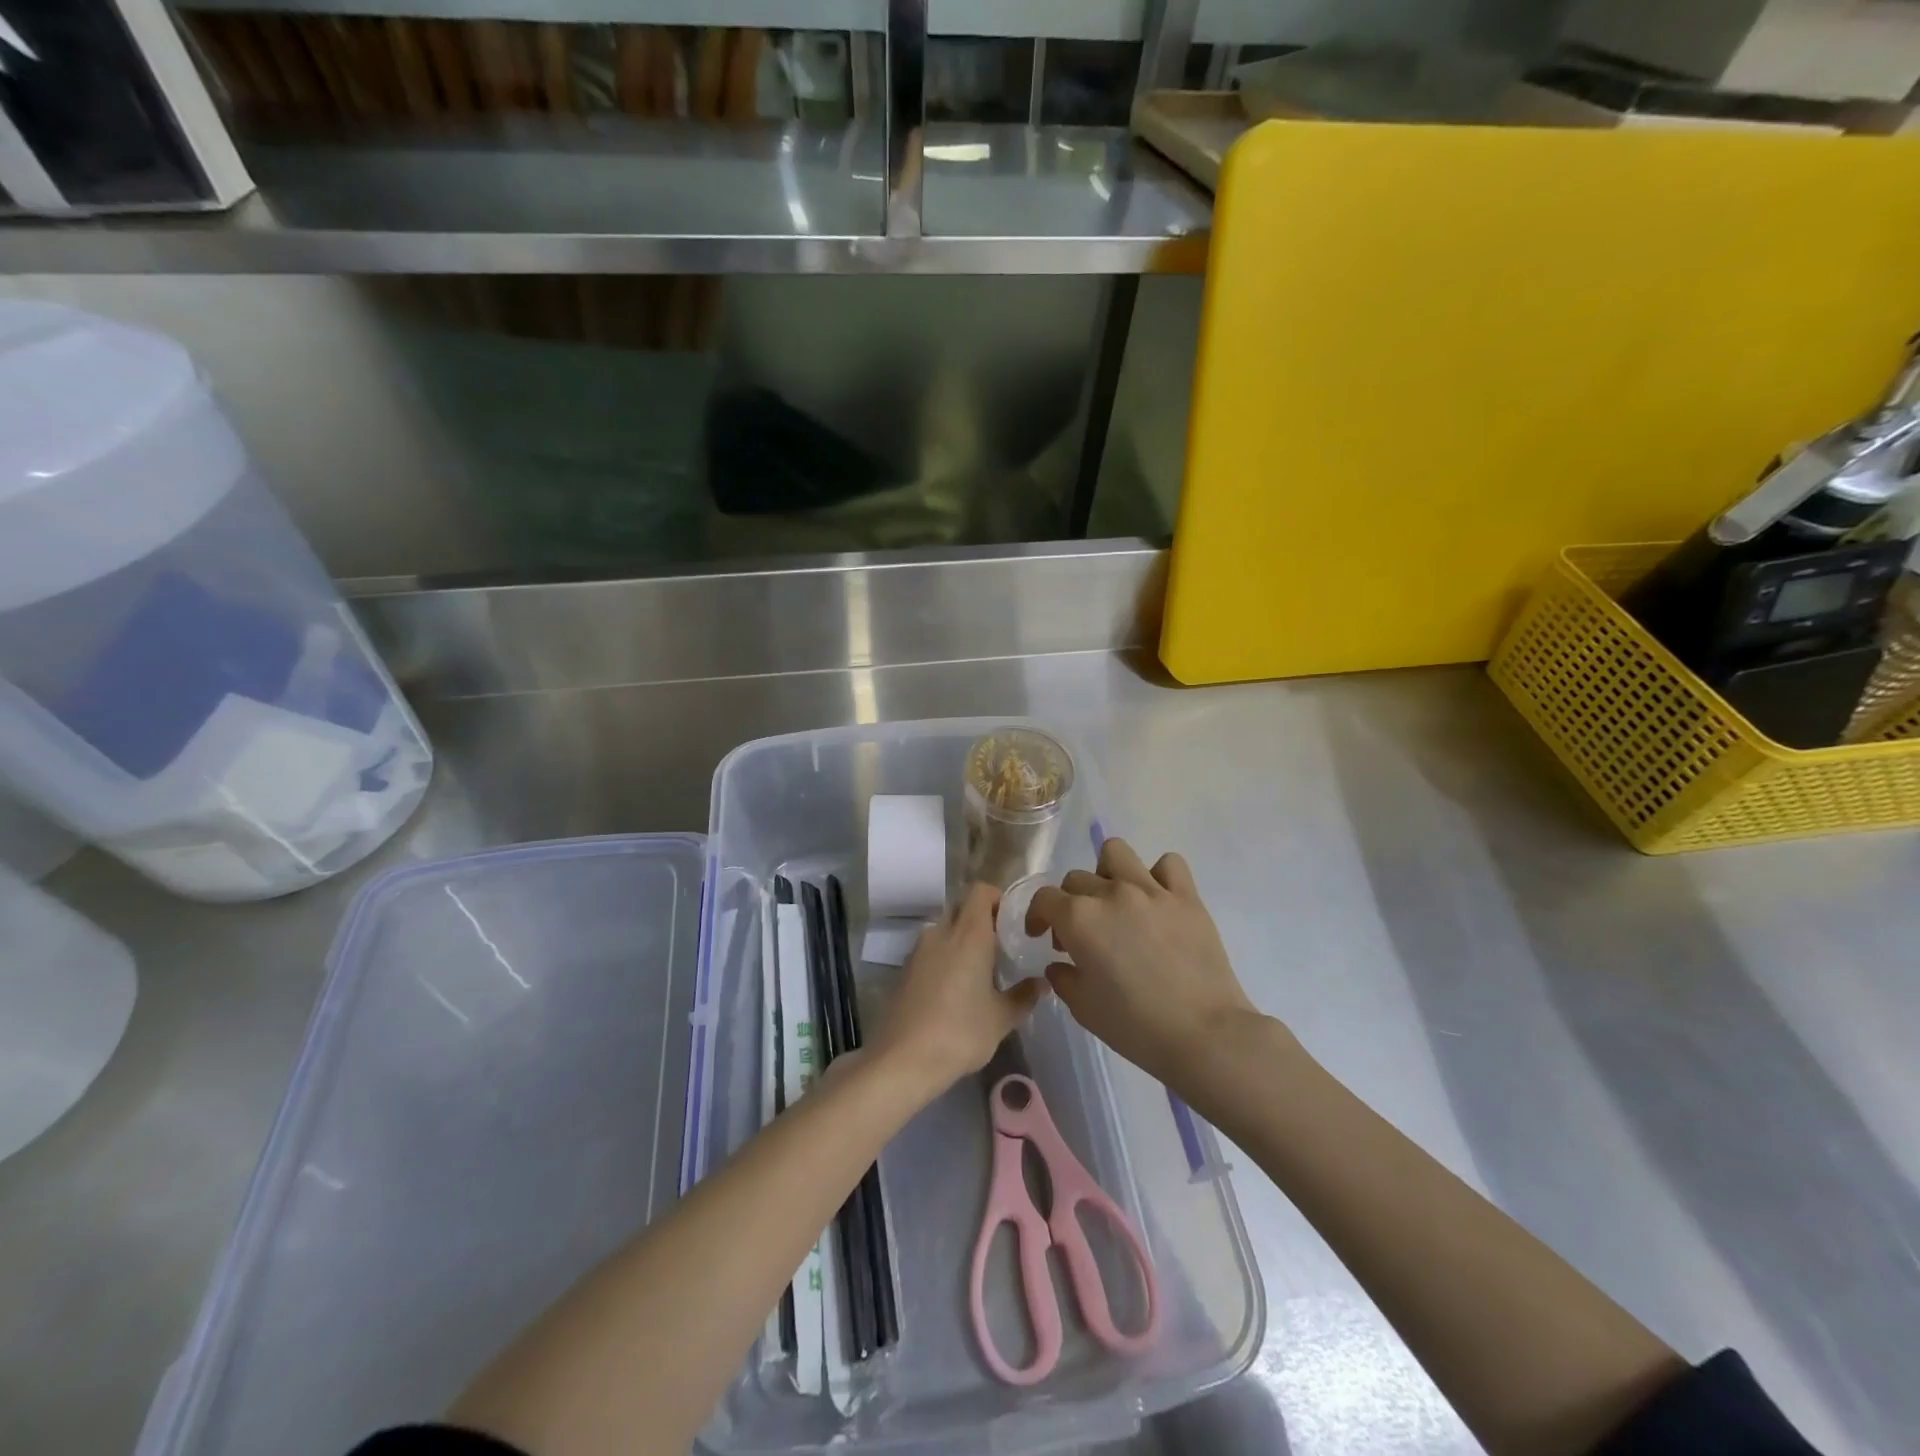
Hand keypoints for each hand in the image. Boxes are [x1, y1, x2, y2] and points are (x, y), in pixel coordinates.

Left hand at [871, 883, 1045, 1093]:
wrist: (902, 1060)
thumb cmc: (960, 1033)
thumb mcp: (1001, 1019)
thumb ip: (1024, 996)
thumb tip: (1042, 983)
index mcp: (968, 934)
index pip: (981, 891)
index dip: (998, 898)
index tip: (1014, 921)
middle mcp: (940, 932)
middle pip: (962, 908)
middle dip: (982, 920)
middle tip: (1002, 946)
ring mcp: (918, 950)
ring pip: (945, 930)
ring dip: (962, 940)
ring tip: (981, 971)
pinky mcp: (905, 970)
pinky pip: (931, 951)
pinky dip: (945, 958)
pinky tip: (956, 990)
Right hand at [1027, 839, 1258, 1087]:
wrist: (1204, 1035)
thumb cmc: (1135, 1026)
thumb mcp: (1083, 1008)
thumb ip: (1063, 978)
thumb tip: (1059, 964)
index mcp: (1080, 918)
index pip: (1044, 898)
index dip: (1037, 916)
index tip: (1042, 936)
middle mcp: (1112, 893)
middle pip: (1077, 879)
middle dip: (1070, 903)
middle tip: (1082, 935)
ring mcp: (1152, 890)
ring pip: (1116, 853)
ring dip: (1108, 872)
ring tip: (1115, 901)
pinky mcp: (1187, 897)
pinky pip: (1169, 864)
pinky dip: (1158, 876)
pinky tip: (1157, 900)